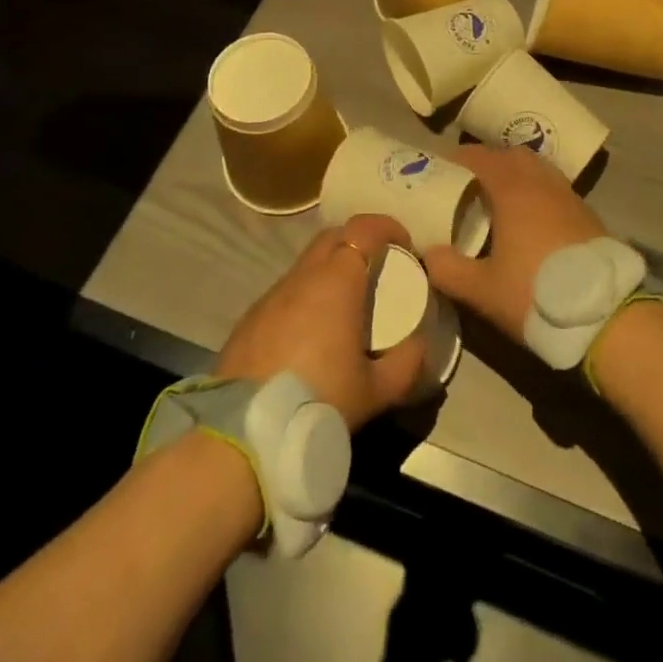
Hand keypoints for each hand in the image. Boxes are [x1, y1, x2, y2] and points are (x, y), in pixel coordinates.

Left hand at [215, 214, 426, 430]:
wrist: (243, 434)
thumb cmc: (318, 401)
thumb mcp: (376, 391)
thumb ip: (406, 363)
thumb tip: (419, 344)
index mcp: (336, 281)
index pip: (363, 228)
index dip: (387, 227)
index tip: (404, 245)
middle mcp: (303, 277)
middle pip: (332, 237)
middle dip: (358, 241)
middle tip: (377, 268)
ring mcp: (272, 296)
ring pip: (306, 264)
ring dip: (329, 271)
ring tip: (344, 305)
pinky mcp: (250, 319)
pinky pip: (286, 293)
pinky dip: (305, 297)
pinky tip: (309, 334)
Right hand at [422, 146, 606, 343]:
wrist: (604, 314)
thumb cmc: (536, 293)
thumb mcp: (482, 290)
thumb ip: (448, 270)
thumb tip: (427, 253)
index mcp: (512, 190)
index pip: (480, 158)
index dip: (459, 158)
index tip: (441, 167)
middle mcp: (541, 182)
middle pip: (511, 155)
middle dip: (489, 161)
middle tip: (469, 181)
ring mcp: (568, 195)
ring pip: (537, 169)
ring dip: (516, 173)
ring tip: (500, 196)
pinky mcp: (586, 213)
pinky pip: (554, 187)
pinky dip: (537, 190)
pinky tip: (531, 217)